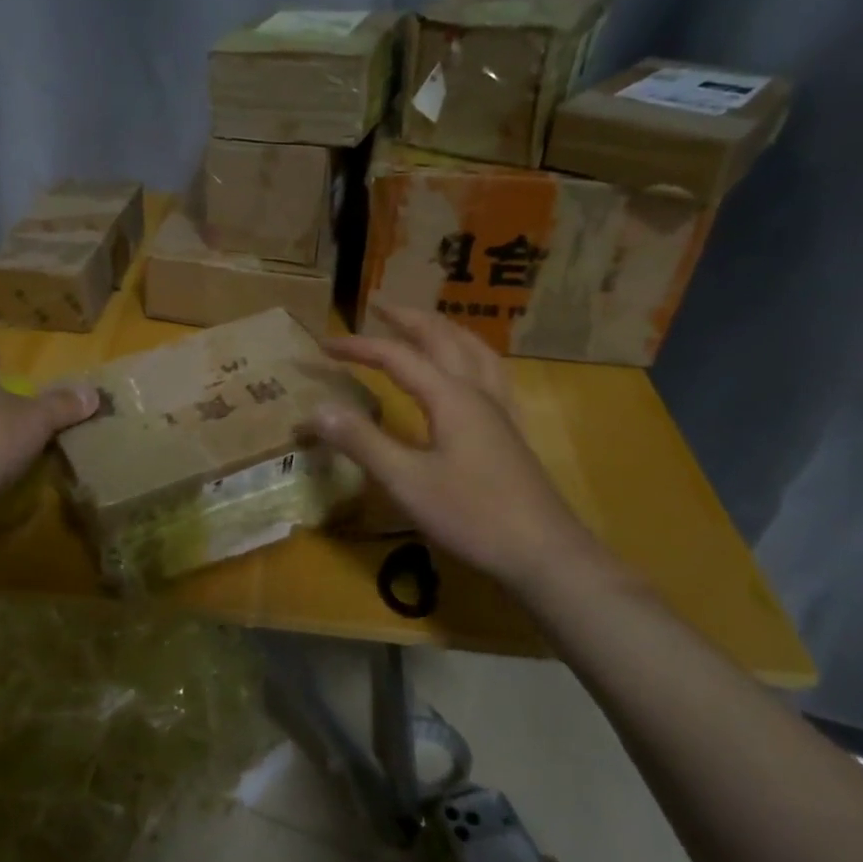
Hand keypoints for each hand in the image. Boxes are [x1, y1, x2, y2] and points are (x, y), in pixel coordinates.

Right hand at [307, 303, 609, 589]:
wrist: (544, 554)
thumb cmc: (473, 516)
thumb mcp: (406, 481)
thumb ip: (362, 442)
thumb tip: (317, 408)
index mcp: (450, 398)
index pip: (397, 357)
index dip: (358, 347)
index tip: (323, 344)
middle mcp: (477, 393)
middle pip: (443, 339)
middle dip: (407, 320)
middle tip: (379, 307)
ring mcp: (499, 412)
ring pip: (474, 351)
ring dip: (444, 329)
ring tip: (425, 324)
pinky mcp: (510, 433)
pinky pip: (491, 374)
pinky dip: (472, 356)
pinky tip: (471, 371)